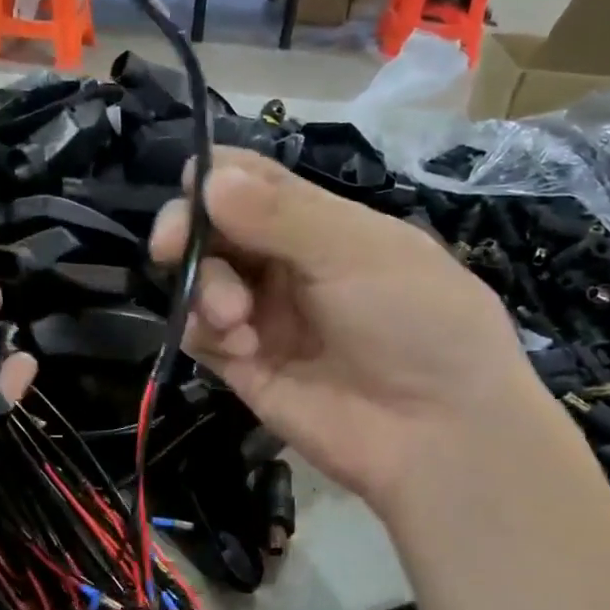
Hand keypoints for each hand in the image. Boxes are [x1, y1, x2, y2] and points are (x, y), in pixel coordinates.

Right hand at [149, 148, 537, 521]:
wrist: (438, 433)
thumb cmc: (416, 322)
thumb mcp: (357, 252)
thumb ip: (280, 214)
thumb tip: (207, 176)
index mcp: (321, 224)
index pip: (252, 183)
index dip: (215, 177)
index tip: (192, 188)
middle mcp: (286, 265)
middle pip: (213, 230)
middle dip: (189, 232)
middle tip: (171, 246)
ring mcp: (264, 317)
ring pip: (200, 281)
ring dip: (205, 288)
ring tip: (235, 316)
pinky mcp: (246, 368)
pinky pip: (202, 336)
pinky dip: (207, 332)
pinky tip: (241, 347)